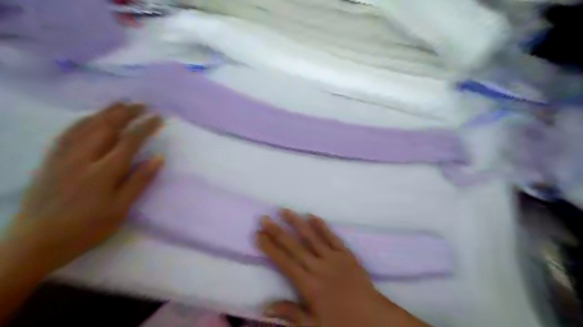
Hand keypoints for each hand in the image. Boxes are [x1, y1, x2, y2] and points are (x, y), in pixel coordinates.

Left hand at [1, 100, 163, 272]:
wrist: (35, 242)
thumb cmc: (86, 228)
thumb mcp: (120, 209)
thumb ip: (139, 181)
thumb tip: (158, 158)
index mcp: (103, 172)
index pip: (129, 141)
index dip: (145, 127)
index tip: (159, 117)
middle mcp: (82, 158)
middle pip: (106, 127)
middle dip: (126, 113)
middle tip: (142, 105)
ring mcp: (63, 157)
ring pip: (86, 126)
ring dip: (106, 112)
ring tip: (121, 104)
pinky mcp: (50, 160)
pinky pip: (67, 133)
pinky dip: (82, 121)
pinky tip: (90, 118)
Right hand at [257, 209, 429, 326]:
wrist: (374, 318)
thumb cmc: (342, 323)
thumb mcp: (314, 326)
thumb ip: (290, 314)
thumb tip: (264, 307)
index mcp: (309, 285)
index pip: (284, 262)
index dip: (270, 248)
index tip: (258, 235)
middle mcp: (318, 267)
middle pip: (294, 246)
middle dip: (277, 231)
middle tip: (264, 218)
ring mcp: (334, 258)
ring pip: (312, 237)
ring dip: (297, 223)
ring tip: (285, 211)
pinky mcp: (346, 254)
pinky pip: (332, 237)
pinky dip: (322, 226)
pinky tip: (312, 216)